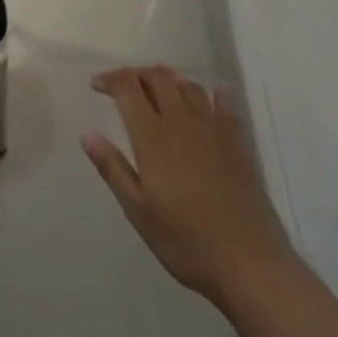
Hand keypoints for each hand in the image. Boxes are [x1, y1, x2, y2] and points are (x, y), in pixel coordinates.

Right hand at [82, 65, 293, 308]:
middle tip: (123, 86)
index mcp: (152, 136)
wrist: (250, 262)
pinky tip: (214, 95)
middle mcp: (181, 122)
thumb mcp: (138, 210)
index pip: (128, 87)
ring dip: (169, 80)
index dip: (110, 79)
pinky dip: (215, 94)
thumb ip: (112, 168)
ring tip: (159, 90)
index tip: (96, 85)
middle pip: (158, 78)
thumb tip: (88, 135)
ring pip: (188, 86)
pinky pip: (225, 105)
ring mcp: (213, 130)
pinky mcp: (238, 144)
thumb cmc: (185, 240)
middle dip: (137, 74)